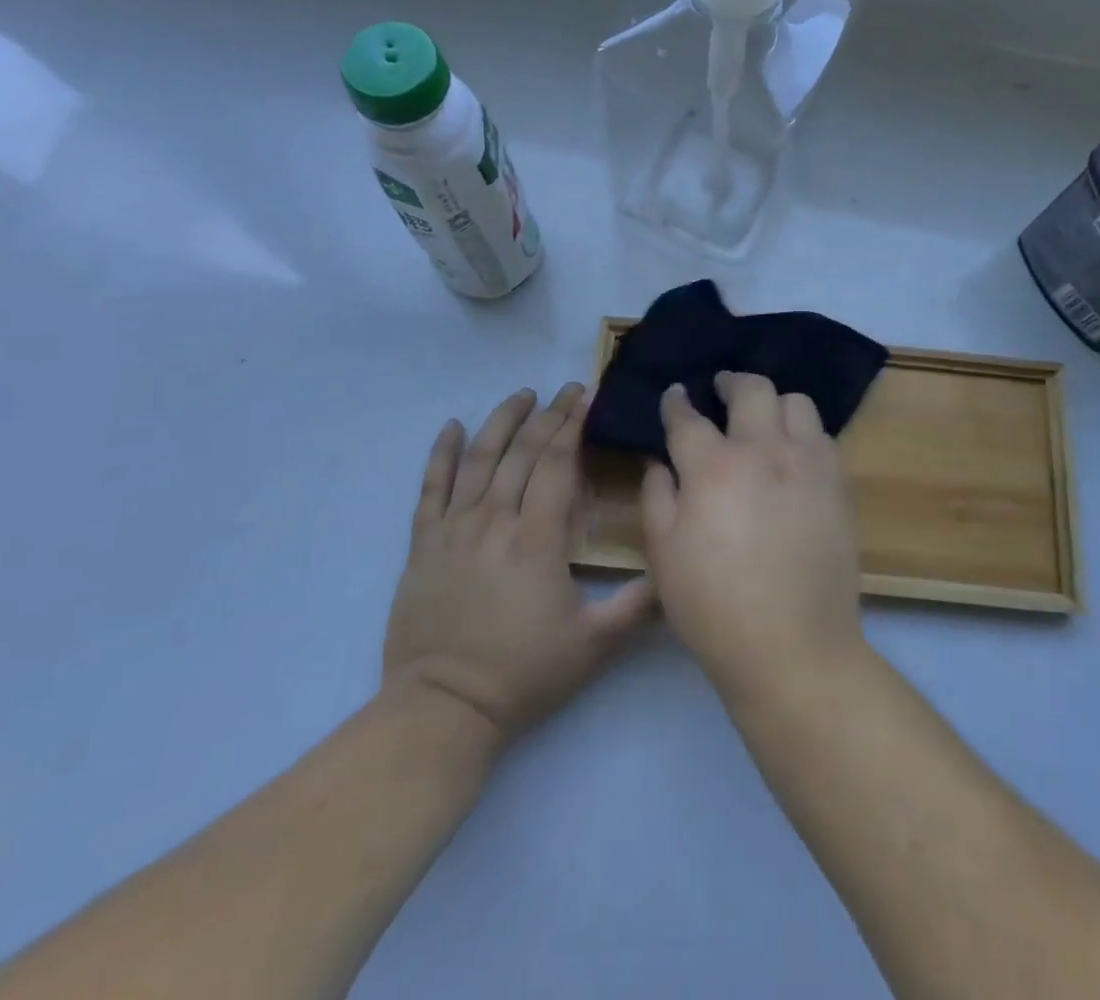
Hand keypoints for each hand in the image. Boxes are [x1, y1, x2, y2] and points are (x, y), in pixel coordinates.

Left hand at [382, 384, 654, 745]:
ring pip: (478, 460)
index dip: (572, 427)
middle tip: (565, 390)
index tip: (585, 398)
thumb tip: (675, 568)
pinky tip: (452, 427)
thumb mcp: (595, 645)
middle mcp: (494, 521)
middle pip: (522, 454)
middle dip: (547, 416)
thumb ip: (638, 604)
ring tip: (522, 394)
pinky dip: (441, 454)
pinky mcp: (423, 544)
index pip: (556, 465)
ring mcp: (454, 530)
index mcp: (537, 539)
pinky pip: (430, 488)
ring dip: (501, 422)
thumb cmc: (524, 674)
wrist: (444, 708)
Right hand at [641, 373, 864, 701]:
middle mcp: (763, 451)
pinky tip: (793, 451)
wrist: (793, 646)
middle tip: (721, 388)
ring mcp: (807, 463)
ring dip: (773, 402)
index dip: (676, 401)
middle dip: (730, 381)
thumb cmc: (713, 604)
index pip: (688, 417)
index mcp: (712, 467)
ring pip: (795, 402)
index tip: (674, 394)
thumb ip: (657, 496)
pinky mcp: (838, 483)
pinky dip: (803, 431)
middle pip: (750, 390)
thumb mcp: (663, 554)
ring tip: (763, 418)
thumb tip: (660, 462)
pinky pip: (822, 436)